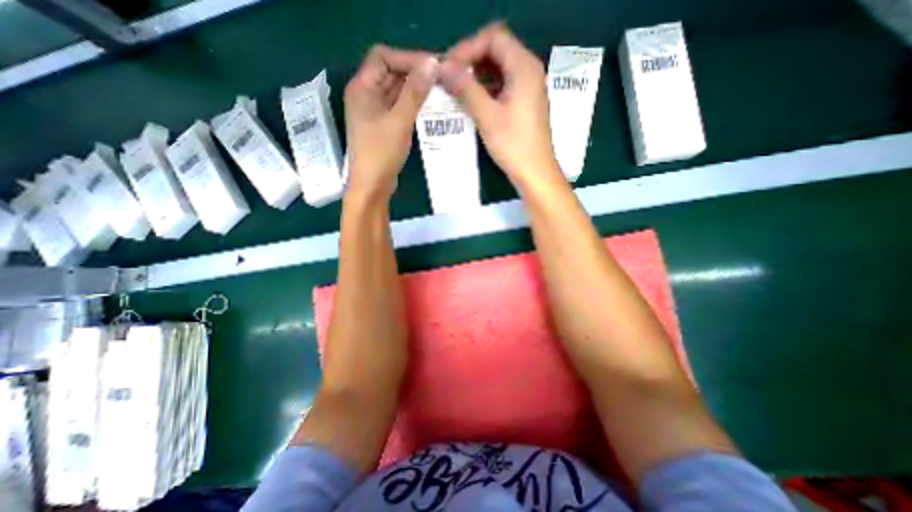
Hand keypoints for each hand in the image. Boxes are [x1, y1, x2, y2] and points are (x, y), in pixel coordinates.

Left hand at [344, 46, 438, 198]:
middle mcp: (366, 95)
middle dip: (414, 73)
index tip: (432, 67)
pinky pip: (398, 108)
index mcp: (362, 88)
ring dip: (414, 90)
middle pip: (390, 73)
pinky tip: (427, 109)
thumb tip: (432, 64)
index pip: (383, 57)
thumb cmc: (381, 153)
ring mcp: (374, 112)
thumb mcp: (399, 121)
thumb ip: (415, 92)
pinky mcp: (382, 126)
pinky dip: (411, 105)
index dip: (407, 58)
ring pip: (395, 92)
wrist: (372, 186)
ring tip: (438, 92)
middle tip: (440, 79)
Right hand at [439, 24, 559, 189]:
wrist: (535, 173)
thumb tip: (443, 68)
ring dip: (476, 75)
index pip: (494, 39)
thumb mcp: (487, 116)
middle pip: (497, 51)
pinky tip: (471, 101)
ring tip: (455, 89)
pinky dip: (486, 88)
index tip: (448, 67)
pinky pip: (503, 86)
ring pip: (499, 69)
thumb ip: (466, 89)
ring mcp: (528, 88)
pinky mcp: (524, 104)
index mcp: (524, 67)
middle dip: (471, 60)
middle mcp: (529, 71)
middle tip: (449, 78)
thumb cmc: (514, 145)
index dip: (468, 48)